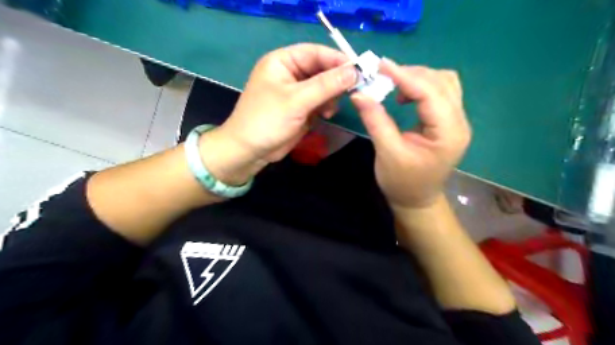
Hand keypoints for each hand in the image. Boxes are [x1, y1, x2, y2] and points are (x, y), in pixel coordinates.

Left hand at [199, 45, 357, 187]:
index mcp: (282, 61)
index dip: (337, 59)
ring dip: (331, 96)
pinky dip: (326, 107)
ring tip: (331, 109)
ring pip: (323, 87)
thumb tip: (355, 71)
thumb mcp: (297, 100)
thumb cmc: (267, 120)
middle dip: (336, 80)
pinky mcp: (300, 108)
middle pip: (321, 69)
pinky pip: (320, 102)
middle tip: (353, 90)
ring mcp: (296, 92)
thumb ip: (326, 85)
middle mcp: (290, 73)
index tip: (359, 70)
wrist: (250, 151)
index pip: (315, 52)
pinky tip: (326, 115)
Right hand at [351, 58, 471, 209]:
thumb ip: (375, 120)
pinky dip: (421, 87)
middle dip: (411, 74)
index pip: (430, 92)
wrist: (416, 200)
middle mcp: (459, 122)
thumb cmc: (402, 182)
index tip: (380, 65)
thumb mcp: (387, 152)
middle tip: (383, 76)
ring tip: (393, 84)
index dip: (405, 75)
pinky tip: (405, 95)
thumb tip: (359, 93)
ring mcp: (456, 121)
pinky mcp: (448, 122)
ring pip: (444, 83)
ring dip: (418, 78)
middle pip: (442, 82)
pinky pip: (440, 93)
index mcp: (448, 133)